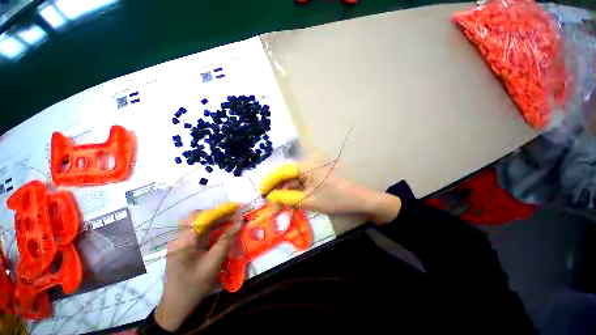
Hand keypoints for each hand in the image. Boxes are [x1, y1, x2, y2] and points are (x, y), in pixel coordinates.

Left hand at [155, 203, 242, 331]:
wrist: (176, 306)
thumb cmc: (195, 285)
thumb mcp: (214, 261)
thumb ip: (227, 239)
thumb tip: (240, 222)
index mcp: (184, 240)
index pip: (203, 217)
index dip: (221, 211)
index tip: (236, 208)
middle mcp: (178, 237)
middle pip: (197, 216)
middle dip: (216, 214)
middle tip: (231, 215)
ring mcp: (178, 242)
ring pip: (196, 223)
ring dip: (213, 220)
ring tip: (228, 221)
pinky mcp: (181, 247)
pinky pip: (196, 231)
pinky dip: (209, 228)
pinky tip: (218, 231)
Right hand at [260, 159, 401, 224]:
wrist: (360, 200)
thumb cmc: (335, 199)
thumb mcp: (309, 201)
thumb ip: (288, 198)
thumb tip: (271, 197)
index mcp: (306, 166)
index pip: (282, 172)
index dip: (270, 182)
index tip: (261, 193)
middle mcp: (308, 165)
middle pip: (288, 177)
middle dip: (279, 191)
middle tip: (271, 205)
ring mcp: (313, 172)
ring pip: (295, 182)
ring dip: (287, 194)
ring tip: (280, 208)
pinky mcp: (317, 178)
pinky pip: (303, 185)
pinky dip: (297, 194)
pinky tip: (292, 204)